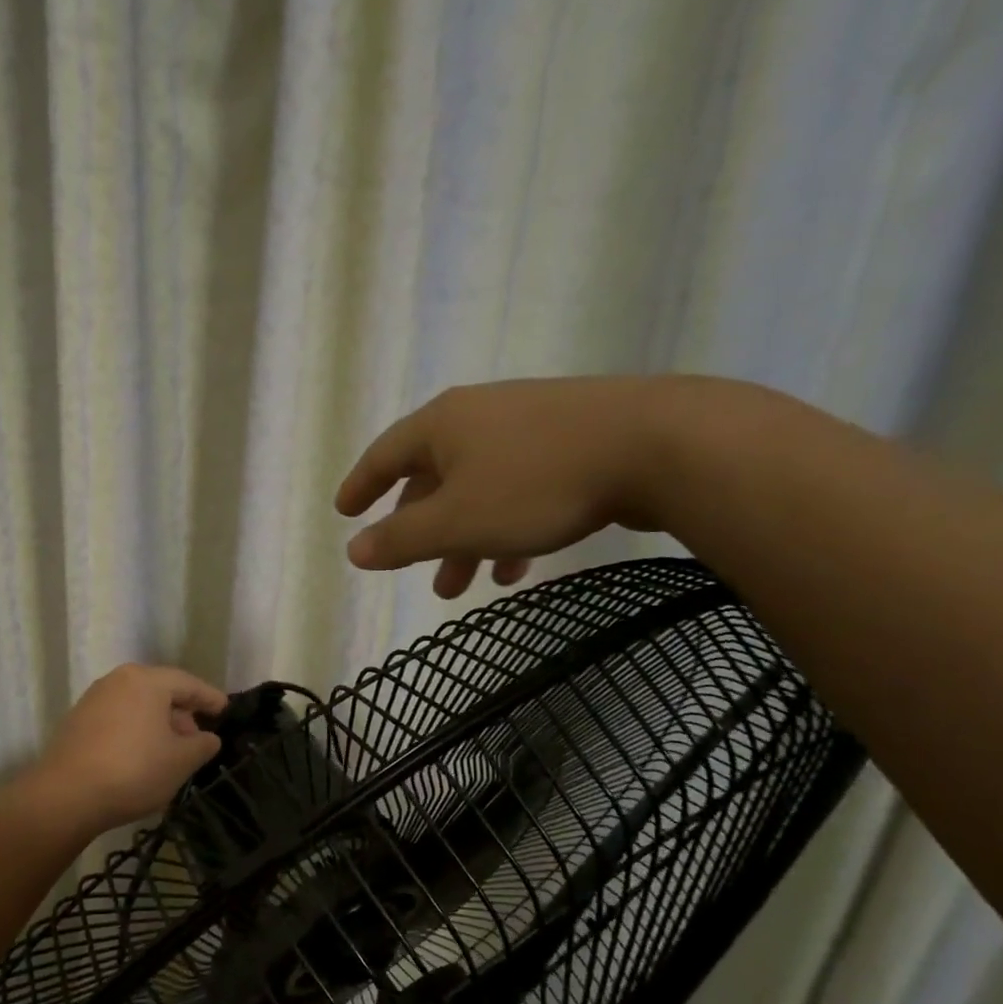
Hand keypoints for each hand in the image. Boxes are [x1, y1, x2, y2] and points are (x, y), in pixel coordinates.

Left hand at [29, 665, 226, 831]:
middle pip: (160, 691)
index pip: (188, 683)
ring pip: (137, 706)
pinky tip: (142, 758)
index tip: (225, 709)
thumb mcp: (180, 761)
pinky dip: (136, 732)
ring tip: (171, 752)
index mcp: (146, 680)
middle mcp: (118, 680)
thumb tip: (209, 738)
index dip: (209, 698)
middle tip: (198, 738)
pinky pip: (118, 719)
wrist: (65, 796)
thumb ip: (202, 745)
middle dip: (182, 714)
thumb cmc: (133, 770)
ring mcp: (93, 699)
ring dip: (158, 725)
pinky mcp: (77, 721)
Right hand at [335, 375, 717, 596]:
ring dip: (464, 539)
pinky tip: (515, 566)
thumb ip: (400, 539)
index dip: (360, 486)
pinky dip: (504, 527)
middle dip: (421, 531)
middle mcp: (478, 416)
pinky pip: (517, 488)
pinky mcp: (569, 440)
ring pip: (477, 489)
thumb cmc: (536, 485)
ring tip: (462, 587)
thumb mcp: (456, 522)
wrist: (658, 445)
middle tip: (414, 572)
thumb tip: (353, 550)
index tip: (344, 511)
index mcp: (442, 425)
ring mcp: (527, 425)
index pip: (384, 455)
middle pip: (432, 477)